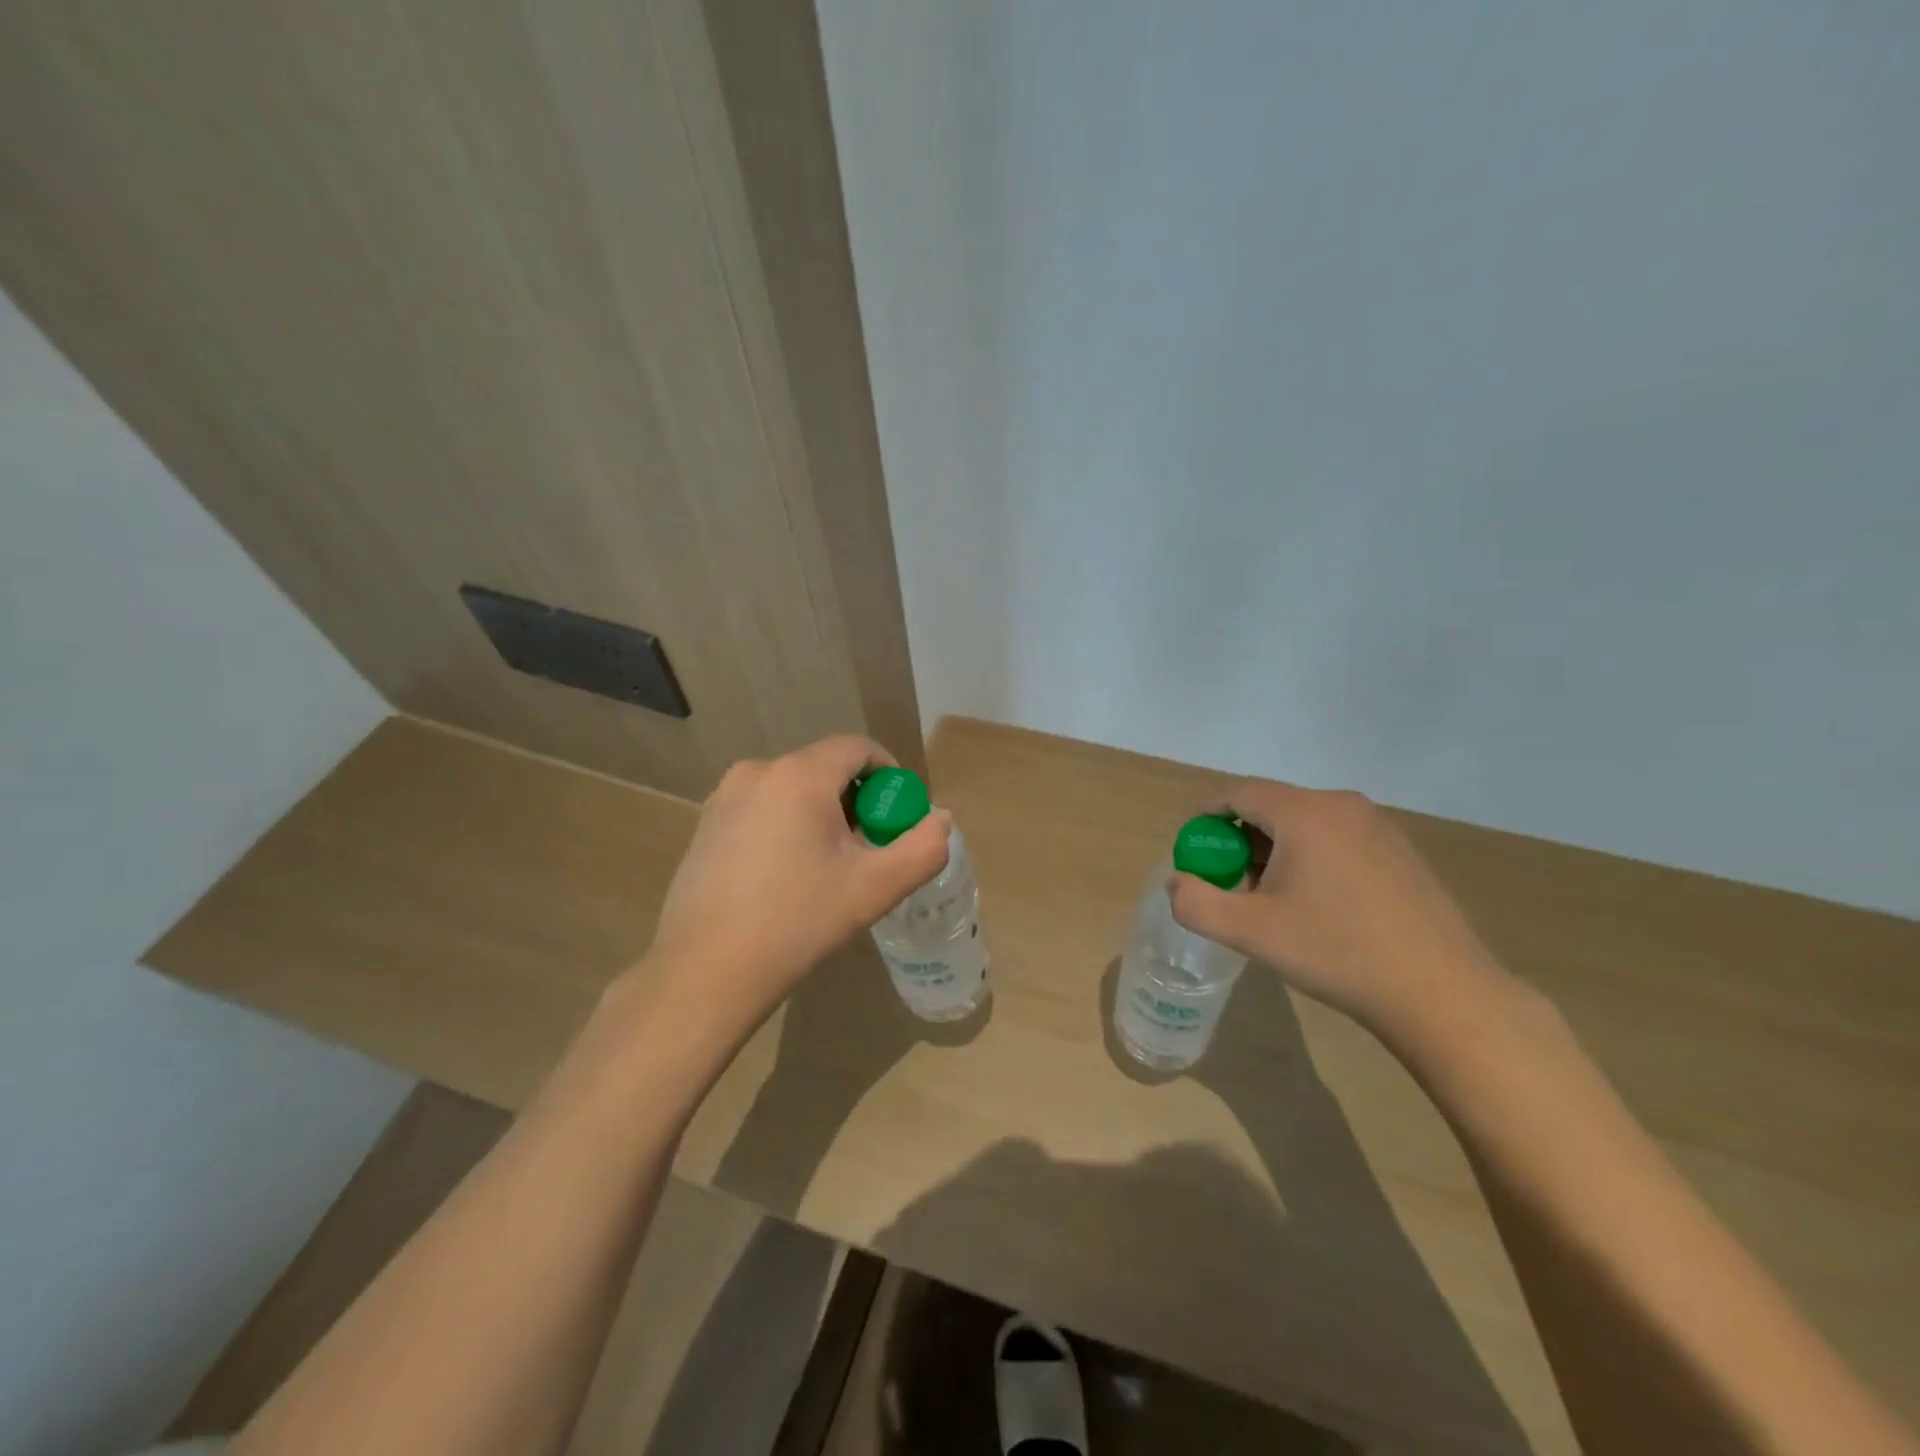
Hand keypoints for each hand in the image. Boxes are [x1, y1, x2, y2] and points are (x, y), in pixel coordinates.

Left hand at [644, 736, 950, 1027]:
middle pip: (825, 768)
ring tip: (829, 865)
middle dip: (856, 799)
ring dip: (821, 812)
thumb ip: (922, 848)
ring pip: (792, 788)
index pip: (858, 748)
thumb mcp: (875, 889)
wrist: (705, 973)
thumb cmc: (797, 923)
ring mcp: (723, 797)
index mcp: (799, 776)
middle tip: (868, 847)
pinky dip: (787, 824)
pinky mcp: (705, 825)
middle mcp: (757, 772)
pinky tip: (786, 874)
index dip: (889, 774)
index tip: (898, 817)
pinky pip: (762, 807)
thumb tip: (940, 819)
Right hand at [1167, 781, 1510, 1043]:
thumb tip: (1178, 882)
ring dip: (1274, 852)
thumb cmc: (1338, 952)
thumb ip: (1197, 903)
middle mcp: (1342, 805)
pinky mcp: (1399, 851)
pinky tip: (1316, 906)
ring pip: (1304, 824)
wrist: (1441, 993)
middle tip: (1230, 886)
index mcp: (1305, 813)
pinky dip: (1309, 858)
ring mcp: (1377, 826)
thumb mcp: (1251, 932)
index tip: (1194, 852)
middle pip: (1271, 807)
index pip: (1238, 793)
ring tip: (1270, 901)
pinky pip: (1335, 839)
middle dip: (1240, 841)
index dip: (1206, 817)